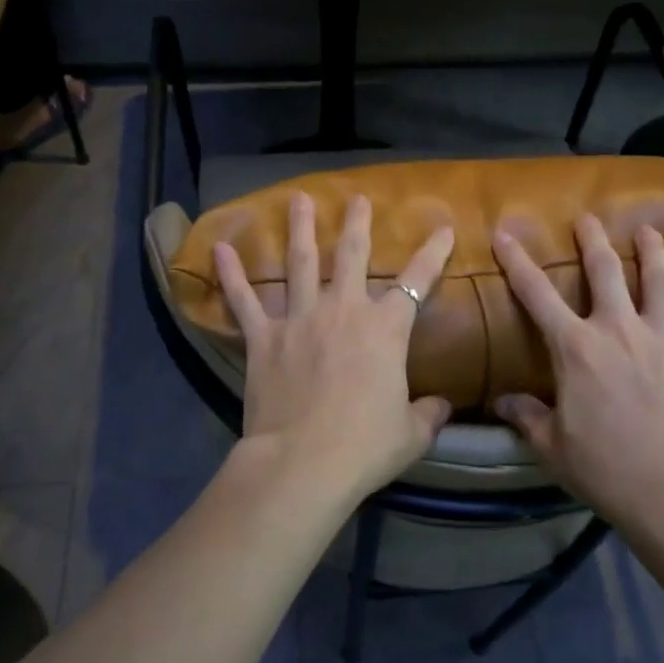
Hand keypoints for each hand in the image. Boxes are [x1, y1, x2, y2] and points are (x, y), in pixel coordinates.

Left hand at [215, 193, 455, 501]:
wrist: (303, 463)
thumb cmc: (364, 447)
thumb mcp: (411, 434)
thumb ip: (429, 414)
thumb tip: (443, 406)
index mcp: (385, 330)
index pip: (417, 281)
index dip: (433, 253)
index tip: (442, 229)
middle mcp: (343, 311)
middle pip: (351, 255)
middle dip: (356, 224)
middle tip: (356, 199)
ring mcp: (299, 320)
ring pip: (299, 263)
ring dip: (300, 229)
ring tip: (298, 199)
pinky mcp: (263, 338)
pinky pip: (244, 300)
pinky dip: (231, 274)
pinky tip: (220, 248)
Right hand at [492, 216, 663, 528]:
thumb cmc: (605, 468)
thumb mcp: (552, 446)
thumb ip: (526, 417)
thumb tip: (501, 402)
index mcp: (577, 348)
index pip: (537, 294)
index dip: (518, 261)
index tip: (505, 233)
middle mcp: (620, 330)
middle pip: (606, 271)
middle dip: (593, 240)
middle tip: (588, 218)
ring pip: (660, 282)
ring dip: (653, 253)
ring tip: (648, 231)